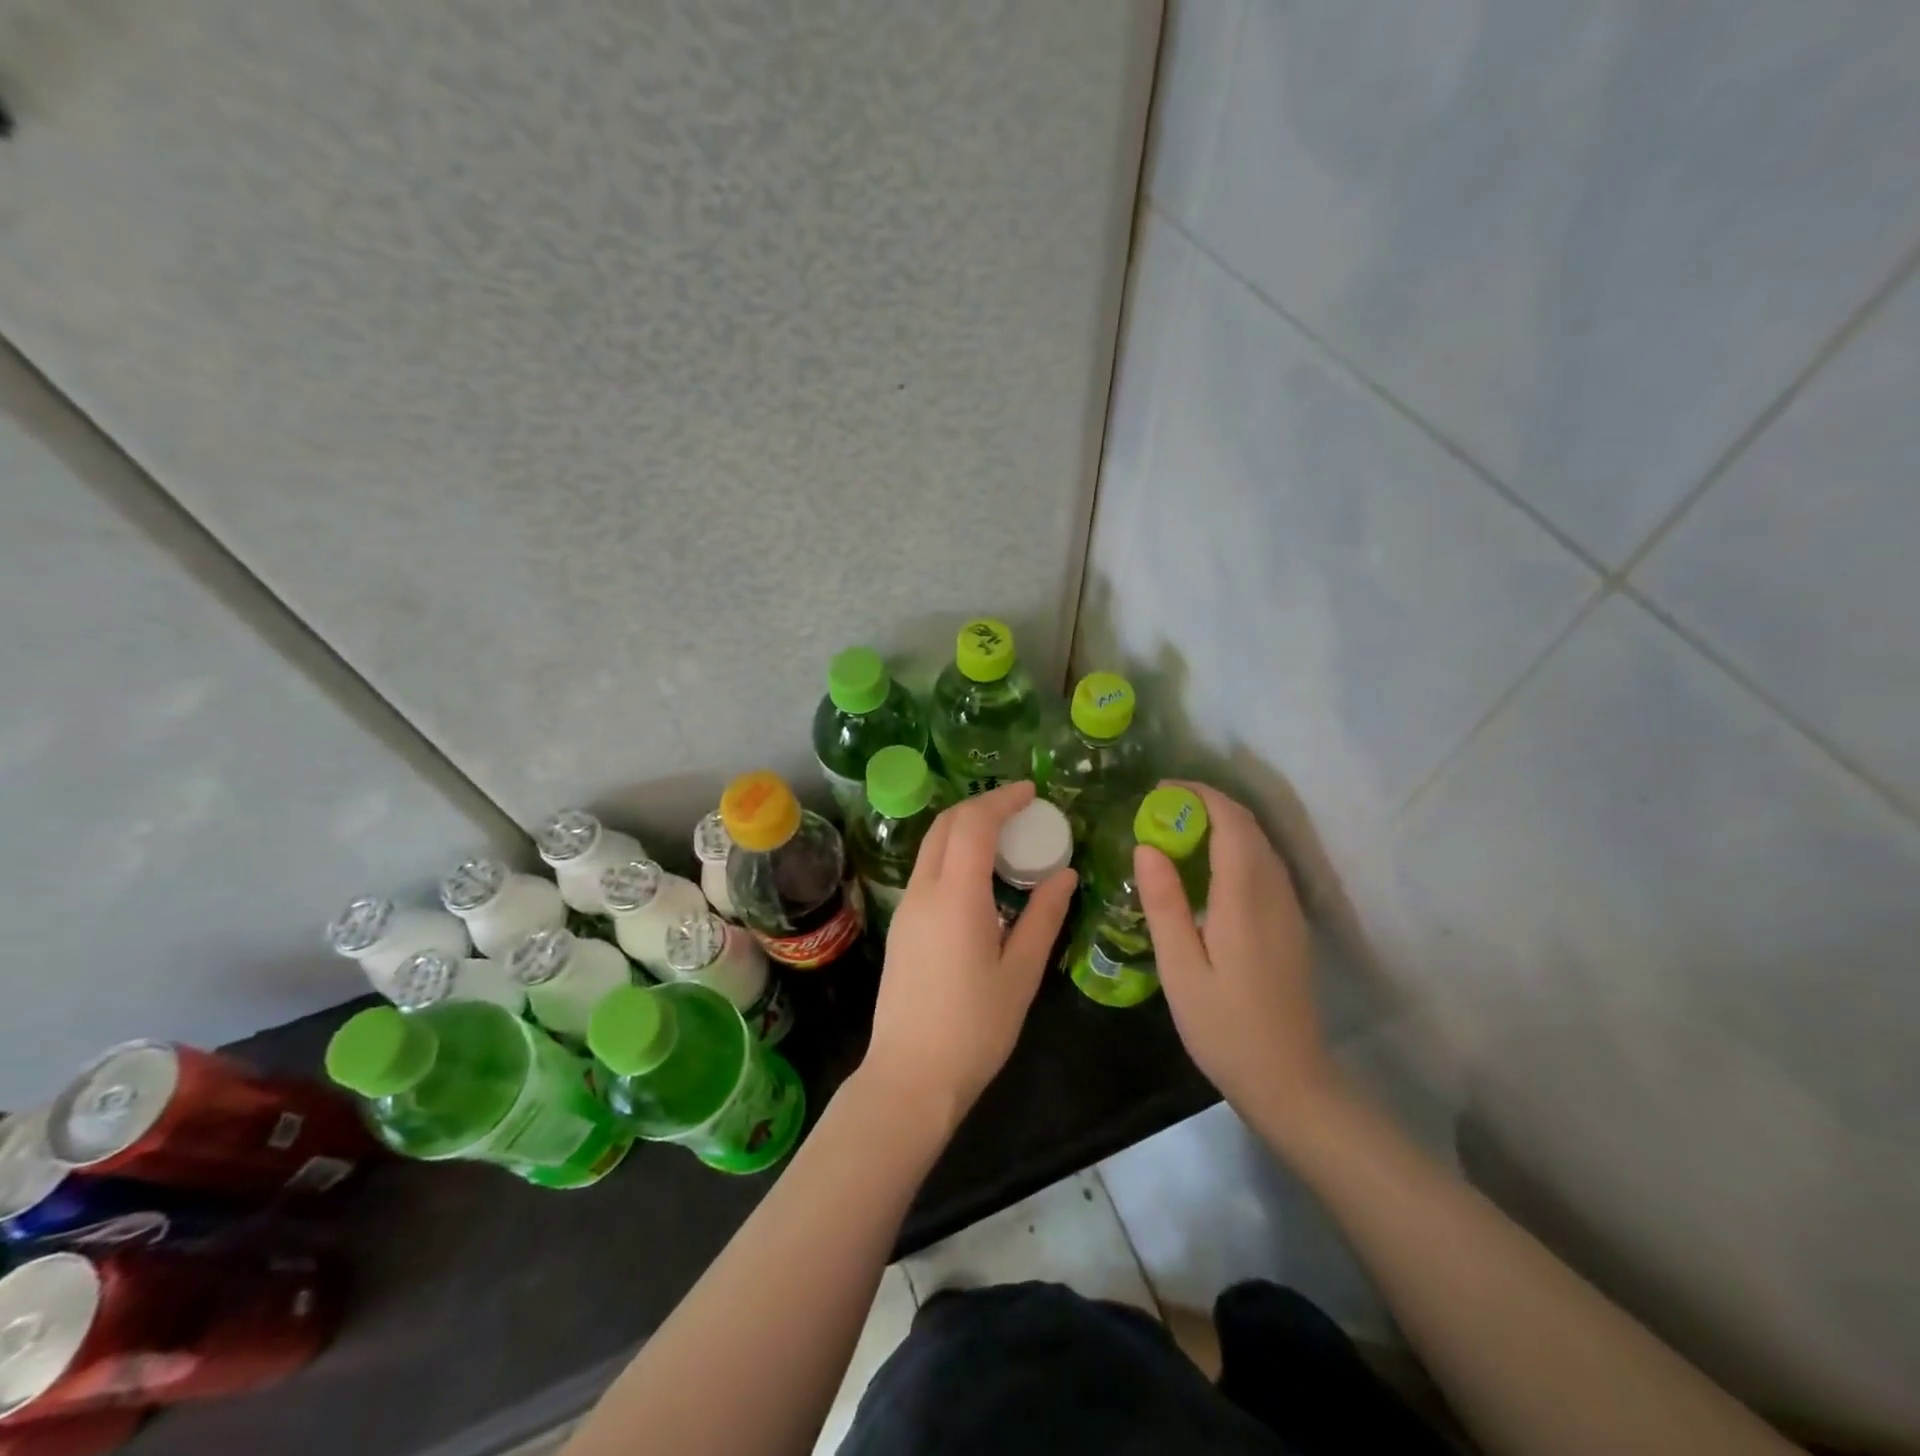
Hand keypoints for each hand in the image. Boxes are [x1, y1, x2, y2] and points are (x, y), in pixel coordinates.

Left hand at [861, 781, 1077, 1124]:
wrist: (910, 1077)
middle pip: (946, 825)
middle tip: (1021, 811)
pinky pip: (927, 871)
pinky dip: (954, 854)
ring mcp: (906, 908)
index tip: (1032, 792)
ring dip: (965, 829)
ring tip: (1006, 840)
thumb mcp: (1021, 974)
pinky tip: (981, 877)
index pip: (974, 824)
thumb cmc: (974, 1029)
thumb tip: (1064, 875)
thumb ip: (1043, 917)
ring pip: (932, 846)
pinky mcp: (901, 926)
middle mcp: (924, 891)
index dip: (1002, 800)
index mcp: (956, 897)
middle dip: (982, 806)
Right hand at [1134, 781, 1331, 1126]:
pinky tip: (1207, 867)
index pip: (1231, 823)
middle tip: (1161, 809)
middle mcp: (1274, 894)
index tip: (1161, 790)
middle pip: (1249, 827)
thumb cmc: (1224, 1027)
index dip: (1199, 795)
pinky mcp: (1290, 923)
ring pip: (1260, 844)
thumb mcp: (1180, 970)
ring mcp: (1288, 908)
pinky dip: (1235, 847)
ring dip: (1223, 823)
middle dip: (1208, 804)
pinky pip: (1265, 865)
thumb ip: (1164, 904)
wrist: (1289, 1079)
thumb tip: (1147, 846)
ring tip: (1177, 831)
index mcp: (1245, 900)